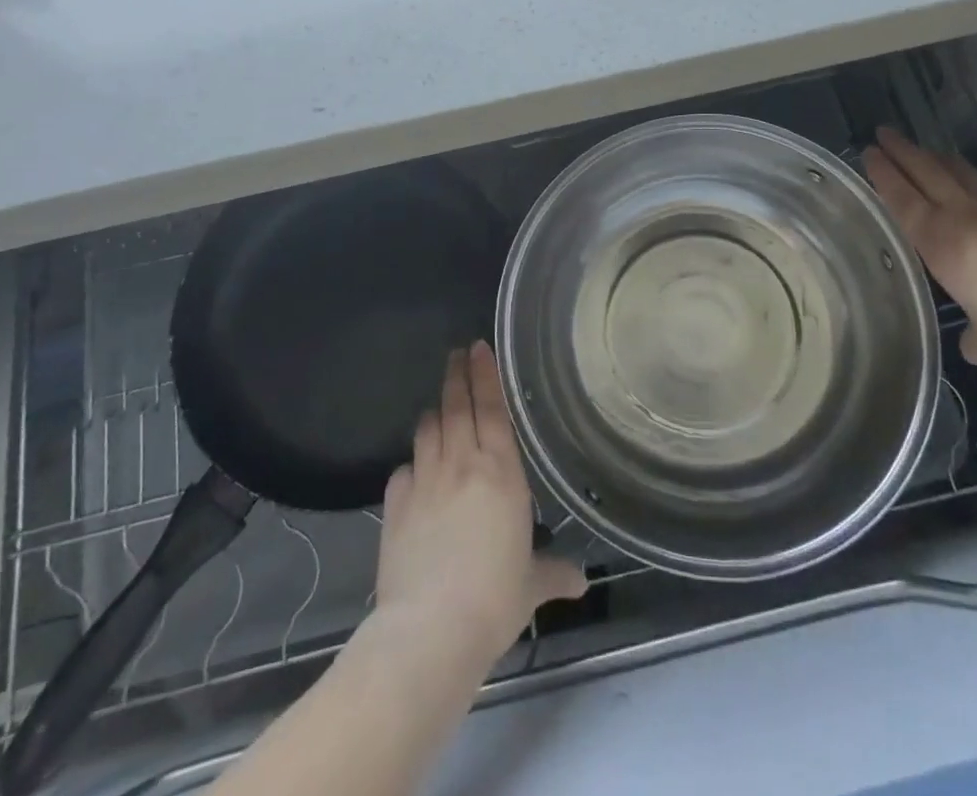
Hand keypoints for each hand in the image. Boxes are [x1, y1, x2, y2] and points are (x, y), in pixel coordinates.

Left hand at [373, 343, 585, 672]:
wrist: (430, 630)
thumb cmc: (495, 599)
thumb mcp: (532, 585)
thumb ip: (554, 573)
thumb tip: (581, 582)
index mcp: (500, 471)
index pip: (493, 408)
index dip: (485, 374)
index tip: (479, 346)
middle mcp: (461, 464)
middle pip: (456, 406)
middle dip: (456, 375)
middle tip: (457, 353)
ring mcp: (424, 481)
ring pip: (428, 429)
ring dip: (435, 412)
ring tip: (439, 404)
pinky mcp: (395, 505)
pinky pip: (403, 469)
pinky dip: (412, 462)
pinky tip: (415, 469)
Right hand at [862, 125, 976, 369]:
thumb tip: (974, 348)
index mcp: (940, 243)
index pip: (902, 200)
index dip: (884, 175)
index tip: (869, 153)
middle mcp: (963, 217)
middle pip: (927, 173)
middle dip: (903, 151)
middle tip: (884, 133)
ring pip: (959, 173)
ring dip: (936, 158)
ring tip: (924, 150)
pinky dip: (972, 178)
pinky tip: (973, 182)